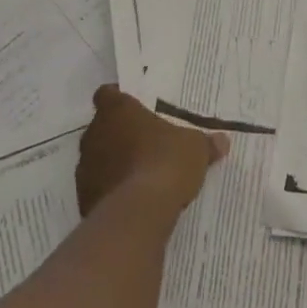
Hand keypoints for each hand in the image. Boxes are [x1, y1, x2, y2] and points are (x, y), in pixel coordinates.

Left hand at [76, 85, 228, 216]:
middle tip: (142, 143)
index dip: (117, 99)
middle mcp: (95, 133)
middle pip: (102, 127)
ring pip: (96, 159)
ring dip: (111, 164)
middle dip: (118, 135)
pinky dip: (109, 192)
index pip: (108, 94)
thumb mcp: (195, 149)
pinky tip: (130, 201)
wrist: (140, 213)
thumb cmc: (166, 162)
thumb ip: (205, 143)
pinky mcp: (83, 198)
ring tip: (137, 175)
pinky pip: (96, 189)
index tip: (132, 108)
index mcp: (118, 110)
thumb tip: (222, 141)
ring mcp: (84, 168)